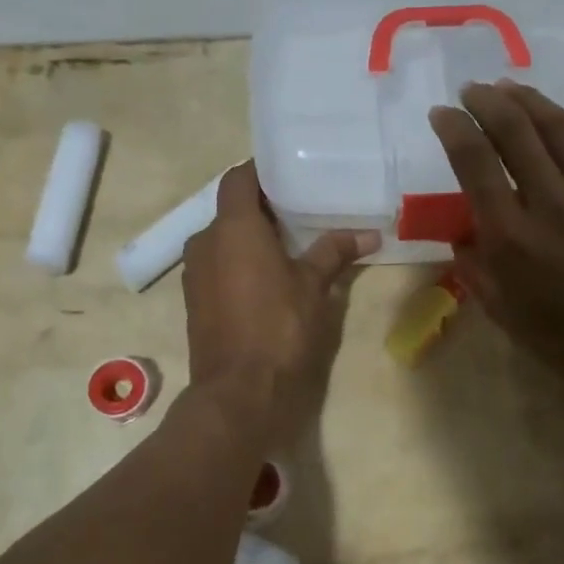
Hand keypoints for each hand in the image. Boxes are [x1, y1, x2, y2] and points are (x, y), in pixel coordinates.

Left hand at [182, 162, 379, 446]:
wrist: (238, 391)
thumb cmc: (279, 327)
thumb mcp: (314, 286)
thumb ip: (335, 252)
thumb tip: (369, 234)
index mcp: (233, 227)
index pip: (239, 178)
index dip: (261, 172)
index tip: (288, 174)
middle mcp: (205, 241)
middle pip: (230, 208)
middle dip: (260, 207)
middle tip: (298, 210)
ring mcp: (194, 272)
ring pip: (221, 238)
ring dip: (248, 237)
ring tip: (286, 244)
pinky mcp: (193, 299)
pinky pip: (215, 265)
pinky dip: (236, 261)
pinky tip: (265, 277)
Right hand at [429, 81, 563, 397]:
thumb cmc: (555, 333)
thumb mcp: (496, 305)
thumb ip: (472, 263)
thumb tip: (463, 231)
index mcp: (508, 235)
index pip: (475, 162)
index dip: (454, 128)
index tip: (441, 113)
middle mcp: (547, 202)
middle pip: (514, 130)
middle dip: (487, 101)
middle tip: (470, 91)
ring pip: (556, 126)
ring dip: (526, 98)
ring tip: (505, 86)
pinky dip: (561, 118)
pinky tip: (547, 111)